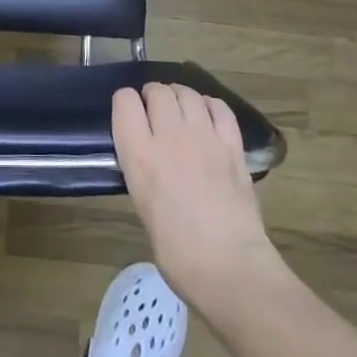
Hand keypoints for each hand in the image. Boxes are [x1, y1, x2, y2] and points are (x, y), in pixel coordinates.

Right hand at [112, 82, 284, 315]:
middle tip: (154, 111)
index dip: (124, 102)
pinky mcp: (232, 145)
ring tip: (180, 109)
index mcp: (138, 154)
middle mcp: (169, 136)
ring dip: (179, 96)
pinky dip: (209, 105)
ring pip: (187, 93)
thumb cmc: (176, 251)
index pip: (124, 101)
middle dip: (152, 95)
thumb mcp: (141, 203)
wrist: (228, 265)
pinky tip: (207, 116)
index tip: (128, 113)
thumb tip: (151, 160)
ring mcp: (204, 137)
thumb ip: (142, 170)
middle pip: (157, 91)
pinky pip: (219, 108)